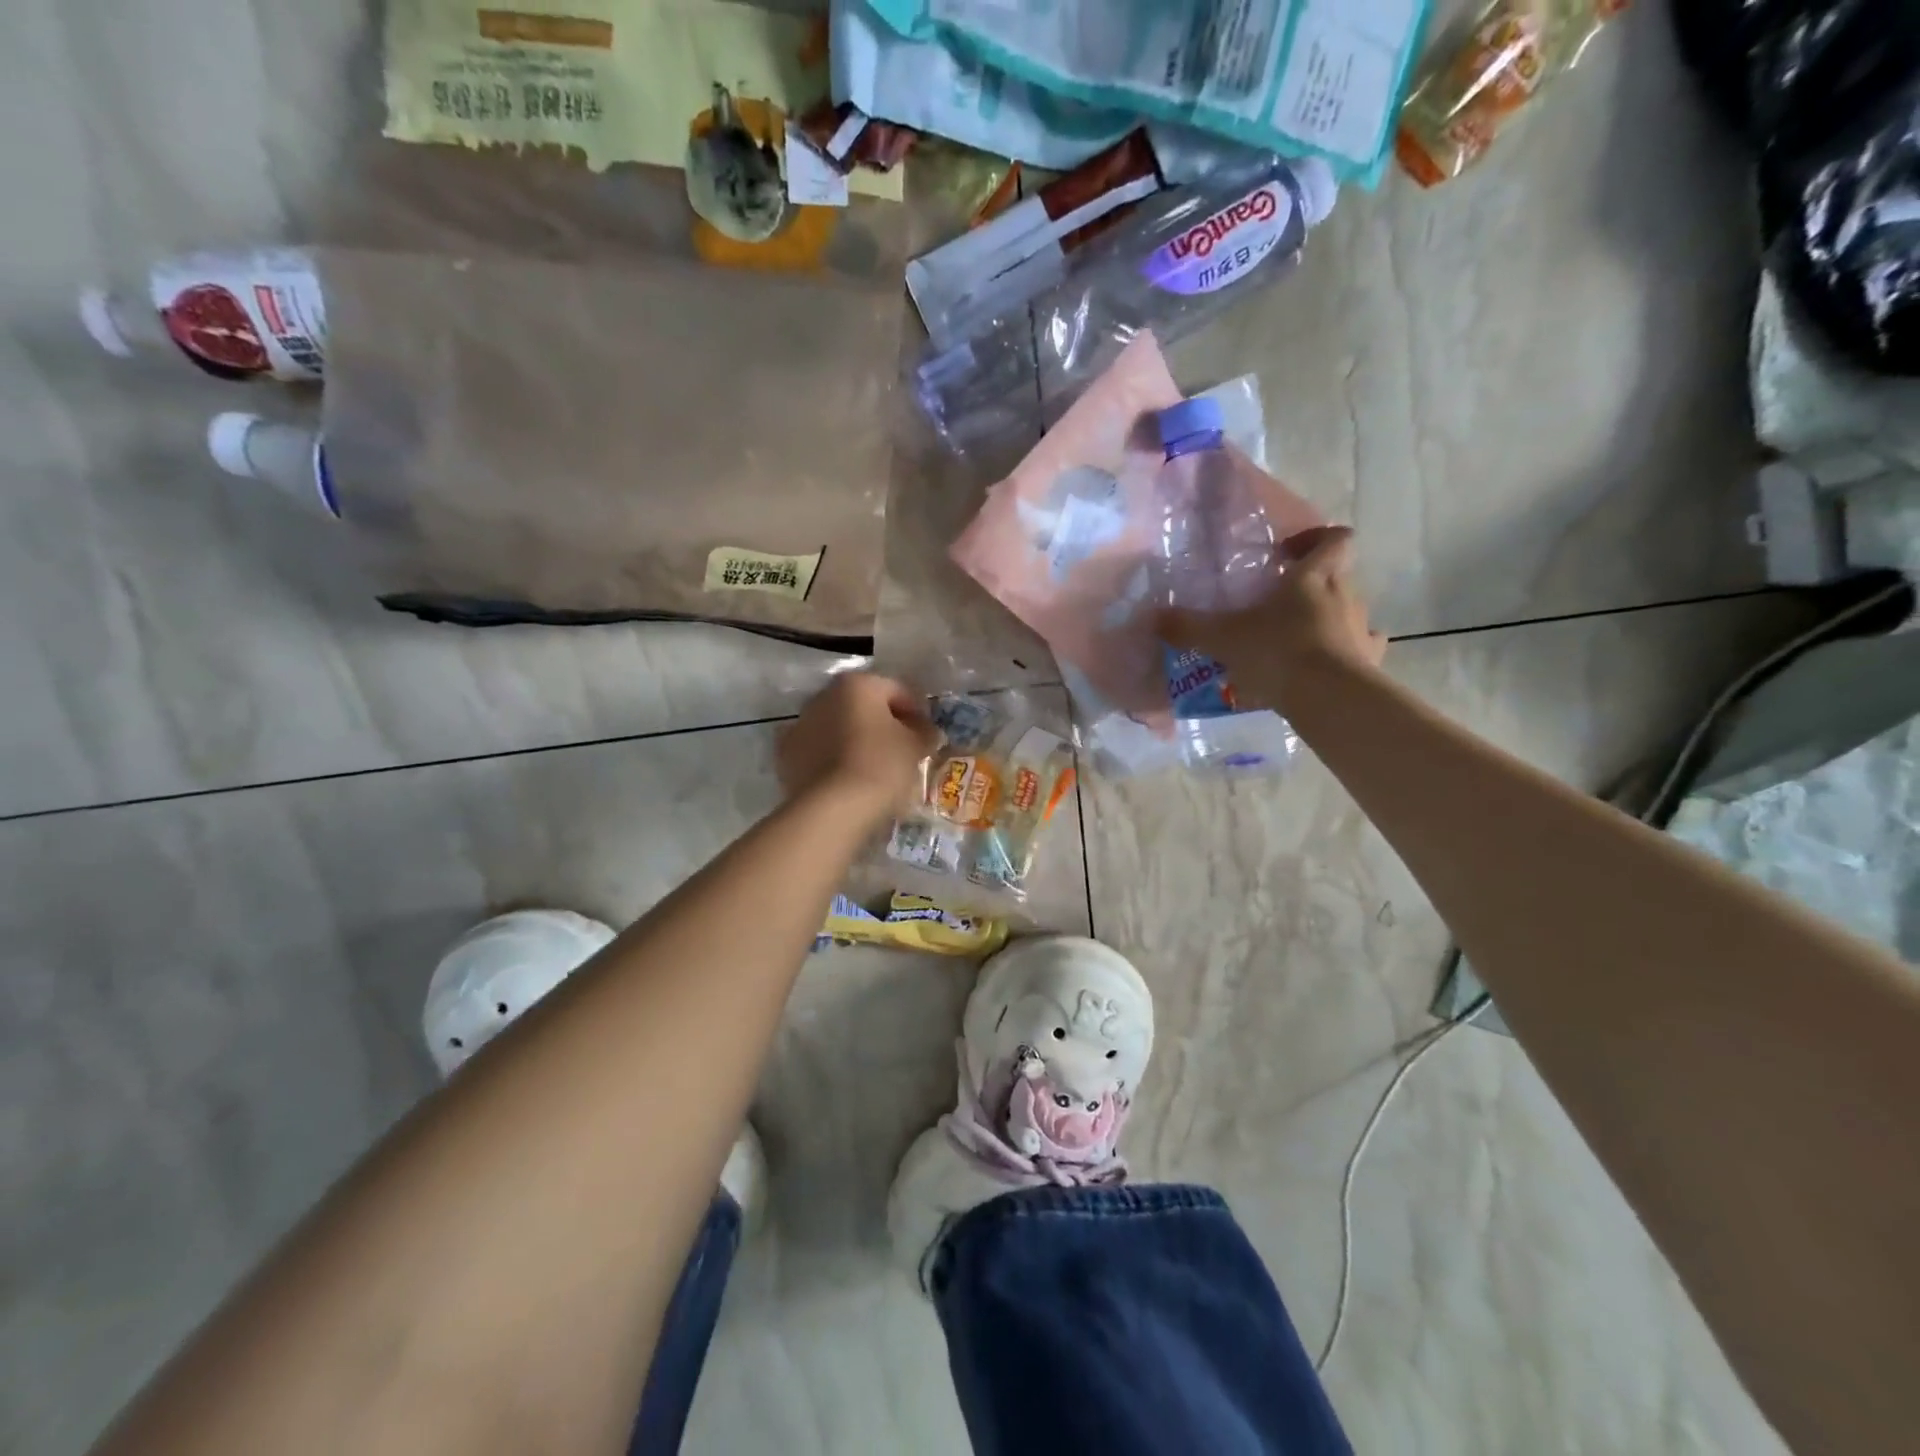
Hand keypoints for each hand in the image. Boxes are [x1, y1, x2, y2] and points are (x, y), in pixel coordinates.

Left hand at [777, 673, 941, 827]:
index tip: (927, 735)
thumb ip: (924, 732)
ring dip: (855, 740)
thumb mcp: (915, 747)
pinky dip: (832, 759)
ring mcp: (799, 724)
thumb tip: (926, 731)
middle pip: (862, 706)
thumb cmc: (881, 766)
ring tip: (874, 768)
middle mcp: (824, 695)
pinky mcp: (786, 755)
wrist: (832, 808)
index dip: (916, 712)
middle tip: (902, 751)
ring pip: (837, 727)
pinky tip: (846, 779)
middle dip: (882, 724)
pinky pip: (818, 751)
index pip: (897, 690)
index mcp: (858, 684)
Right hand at [1159, 525, 1386, 716]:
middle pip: (1338, 576)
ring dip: (1328, 618)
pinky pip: (1363, 647)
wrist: (1327, 696)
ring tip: (1297, 639)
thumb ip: (1188, 626)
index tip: (1287, 554)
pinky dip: (1348, 650)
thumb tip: (1152, 617)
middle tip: (1279, 603)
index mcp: (1313, 577)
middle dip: (1312, 585)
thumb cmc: (1276, 651)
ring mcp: (1361, 628)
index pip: (1333, 539)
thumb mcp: (1222, 638)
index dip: (1314, 539)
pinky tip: (1326, 664)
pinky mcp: (1369, 660)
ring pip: (1350, 611)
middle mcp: (1344, 595)